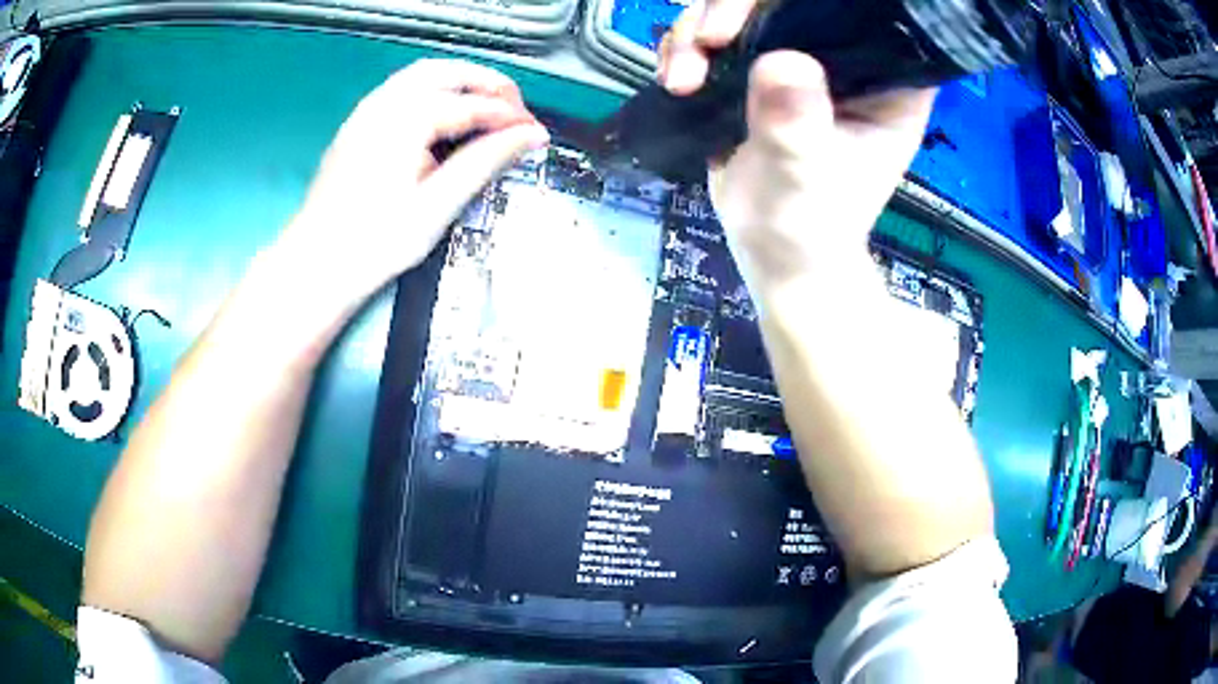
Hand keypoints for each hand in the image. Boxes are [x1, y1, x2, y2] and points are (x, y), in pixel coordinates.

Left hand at [276, 59, 548, 305]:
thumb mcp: (437, 205)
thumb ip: (486, 162)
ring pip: (424, 74)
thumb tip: (530, 137)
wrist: (317, 263)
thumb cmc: (374, 242)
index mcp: (405, 119)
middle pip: (449, 73)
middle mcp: (384, 103)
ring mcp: (367, 110)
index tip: (535, 133)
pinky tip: (446, 114)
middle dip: (488, 85)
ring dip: (462, 82)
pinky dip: (435, 90)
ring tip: (488, 107)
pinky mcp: (359, 123)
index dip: (510, 117)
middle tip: (516, 113)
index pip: (472, 105)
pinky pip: (403, 88)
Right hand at [658, 0, 935, 287]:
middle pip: (794, 1)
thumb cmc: (807, 227)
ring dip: (699, 29)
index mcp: (886, 83)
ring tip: (682, 76)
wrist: (774, 250)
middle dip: (739, 7)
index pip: (863, 14)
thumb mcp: (805, 182)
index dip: (818, 2)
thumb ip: (796, 128)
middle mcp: (847, 61)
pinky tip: (676, 78)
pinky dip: (687, 45)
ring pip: (748, 9)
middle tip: (709, 38)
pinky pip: (719, 32)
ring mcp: (801, 60)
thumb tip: (781, 63)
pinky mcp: (760, 67)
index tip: (767, 10)